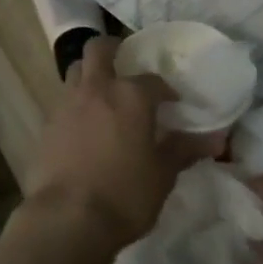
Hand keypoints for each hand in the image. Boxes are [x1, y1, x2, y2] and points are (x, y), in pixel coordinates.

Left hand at [28, 36, 204, 252]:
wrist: (69, 214)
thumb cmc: (125, 194)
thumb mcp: (162, 175)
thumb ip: (183, 149)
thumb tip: (214, 139)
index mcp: (129, 95)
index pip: (152, 80)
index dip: (165, 90)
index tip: (173, 103)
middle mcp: (95, 88)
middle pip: (98, 49)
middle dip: (113, 49)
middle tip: (125, 63)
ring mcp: (66, 101)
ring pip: (75, 69)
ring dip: (89, 72)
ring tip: (104, 92)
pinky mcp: (48, 120)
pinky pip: (63, 98)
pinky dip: (76, 101)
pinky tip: (85, 123)